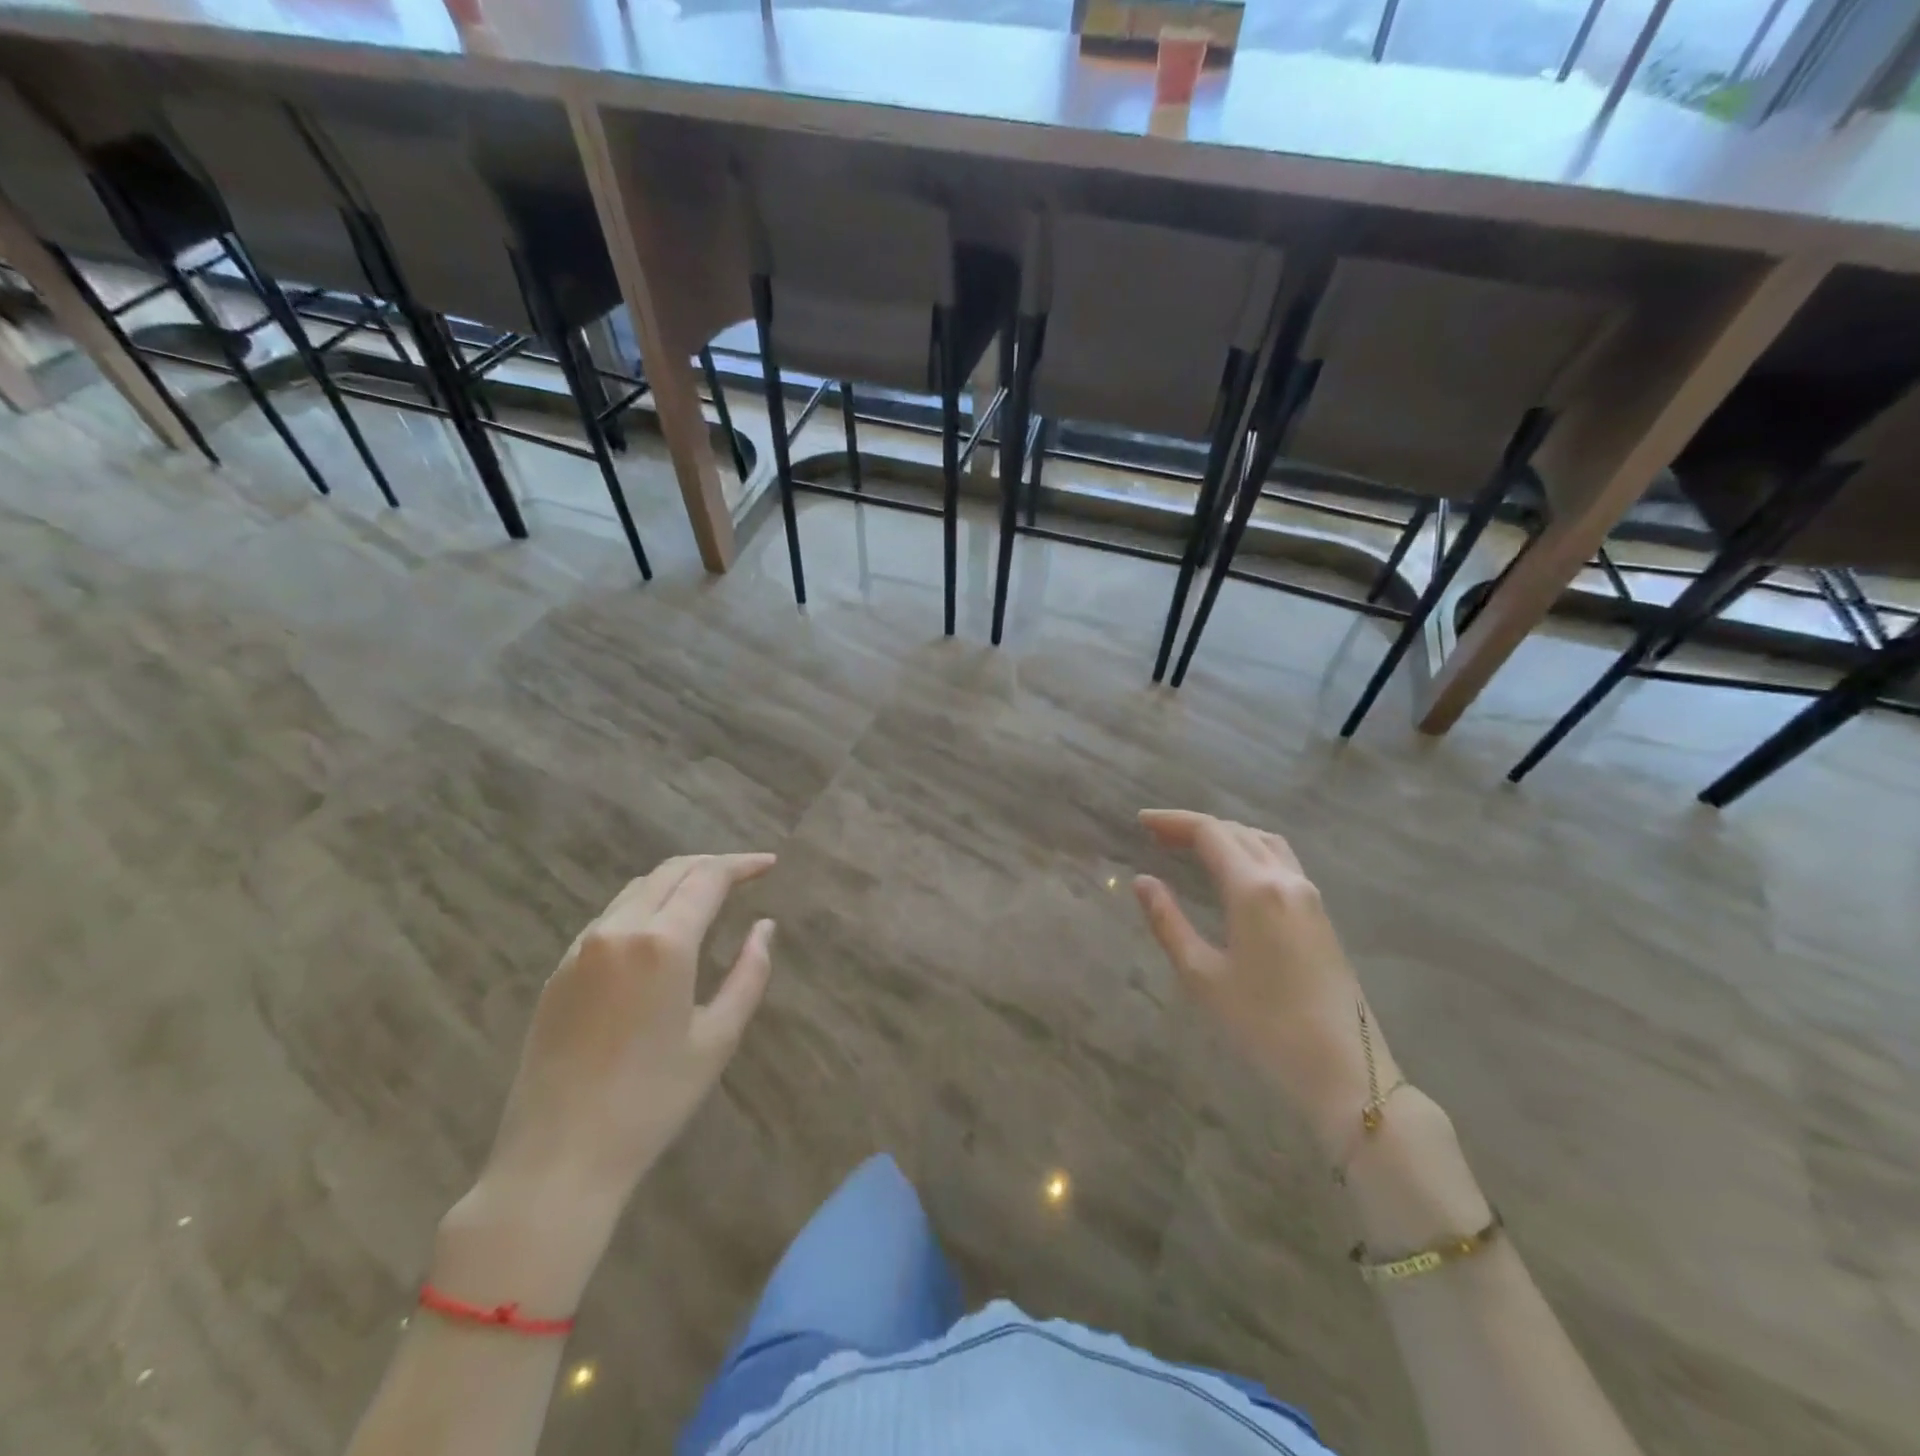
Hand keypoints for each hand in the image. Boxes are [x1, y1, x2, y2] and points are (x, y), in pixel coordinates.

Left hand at [434, 854, 776, 1311]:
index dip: (742, 865)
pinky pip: (610, 916)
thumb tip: (764, 927)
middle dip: (711, 865)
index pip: (708, 879)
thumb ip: (749, 973)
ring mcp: (582, 947)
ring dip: (677, 881)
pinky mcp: (559, 969)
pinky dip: (645, 905)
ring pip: (636, 889)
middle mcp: (618, 930)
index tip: (770, 864)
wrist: (557, 1158)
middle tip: (745, 875)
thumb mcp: (717, 1038)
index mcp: (662, 943)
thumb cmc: (651, 1101)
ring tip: (708, 896)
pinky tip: (661, 928)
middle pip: (670, 872)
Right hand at [1133, 810, 1394, 1161]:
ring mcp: (1309, 895)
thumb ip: (1168, 922)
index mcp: (1254, 889)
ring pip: (1263, 842)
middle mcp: (1285, 879)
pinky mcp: (1320, 914)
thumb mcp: (1202, 976)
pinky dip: (1248, 850)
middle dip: (1194, 826)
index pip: (1209, 833)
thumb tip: (1143, 882)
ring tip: (1191, 847)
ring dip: (1225, 835)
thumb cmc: (1264, 1026)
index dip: (1172, 821)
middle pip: (1237, 831)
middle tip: (1156, 835)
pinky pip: (1280, 861)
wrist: (1345, 1070)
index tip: (1140, 822)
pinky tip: (1233, 872)